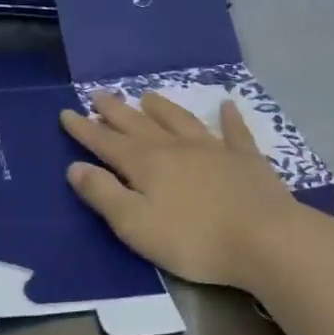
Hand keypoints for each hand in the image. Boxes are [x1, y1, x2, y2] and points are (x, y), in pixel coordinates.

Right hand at [59, 91, 312, 290]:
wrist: (266, 240)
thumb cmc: (194, 239)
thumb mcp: (136, 225)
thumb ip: (104, 194)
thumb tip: (76, 167)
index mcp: (146, 164)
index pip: (106, 142)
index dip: (84, 129)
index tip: (66, 112)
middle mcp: (176, 147)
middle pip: (139, 124)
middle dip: (115, 111)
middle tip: (98, 94)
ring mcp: (214, 149)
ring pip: (180, 121)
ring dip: (162, 107)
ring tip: (146, 95)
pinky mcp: (246, 160)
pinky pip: (234, 132)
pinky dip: (228, 118)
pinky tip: (227, 105)